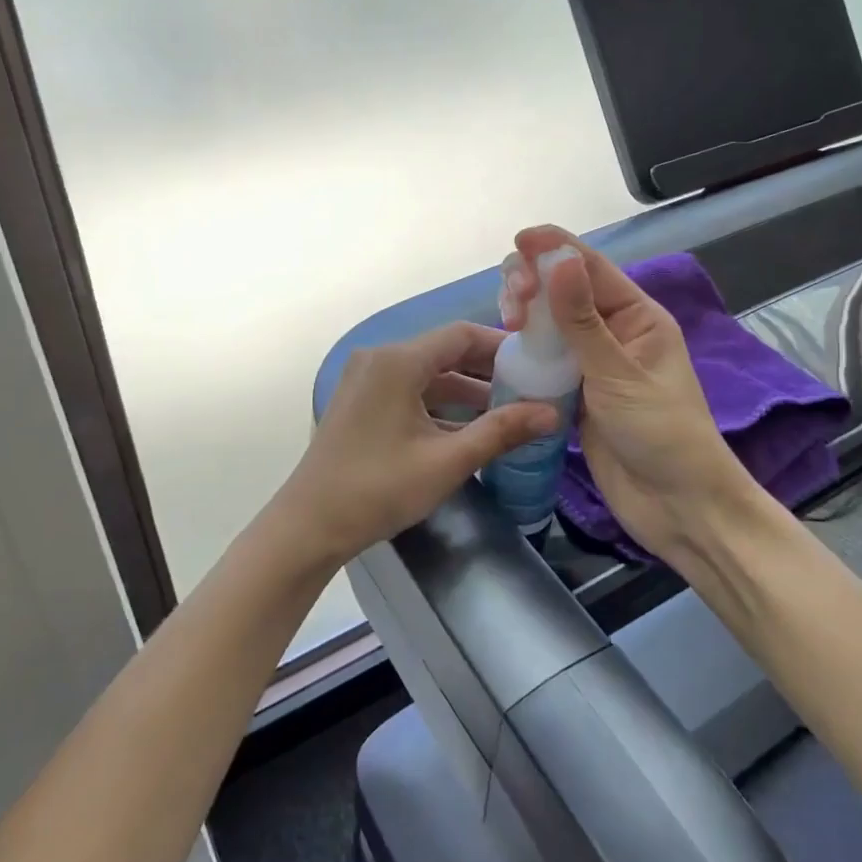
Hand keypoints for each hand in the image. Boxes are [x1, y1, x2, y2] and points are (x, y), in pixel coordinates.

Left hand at [275, 323, 559, 569]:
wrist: (309, 526)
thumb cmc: (379, 489)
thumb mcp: (447, 461)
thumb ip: (500, 431)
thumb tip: (552, 413)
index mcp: (397, 361)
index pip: (461, 335)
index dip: (501, 346)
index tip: (537, 362)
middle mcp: (379, 359)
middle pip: (443, 351)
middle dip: (487, 370)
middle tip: (530, 387)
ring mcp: (365, 381)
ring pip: (426, 374)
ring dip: (464, 390)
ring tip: (508, 411)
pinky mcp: (360, 402)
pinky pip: (408, 391)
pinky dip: (439, 404)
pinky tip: (467, 428)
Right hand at [508, 226, 763, 559]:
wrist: (677, 507)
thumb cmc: (661, 435)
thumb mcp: (619, 375)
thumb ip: (583, 321)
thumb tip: (559, 260)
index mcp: (637, 317)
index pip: (591, 268)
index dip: (555, 248)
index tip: (520, 239)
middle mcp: (613, 333)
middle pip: (565, 291)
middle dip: (534, 284)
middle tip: (512, 306)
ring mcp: (592, 365)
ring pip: (550, 325)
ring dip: (527, 316)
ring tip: (508, 324)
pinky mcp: (575, 394)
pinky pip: (545, 361)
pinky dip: (525, 351)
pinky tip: (506, 350)